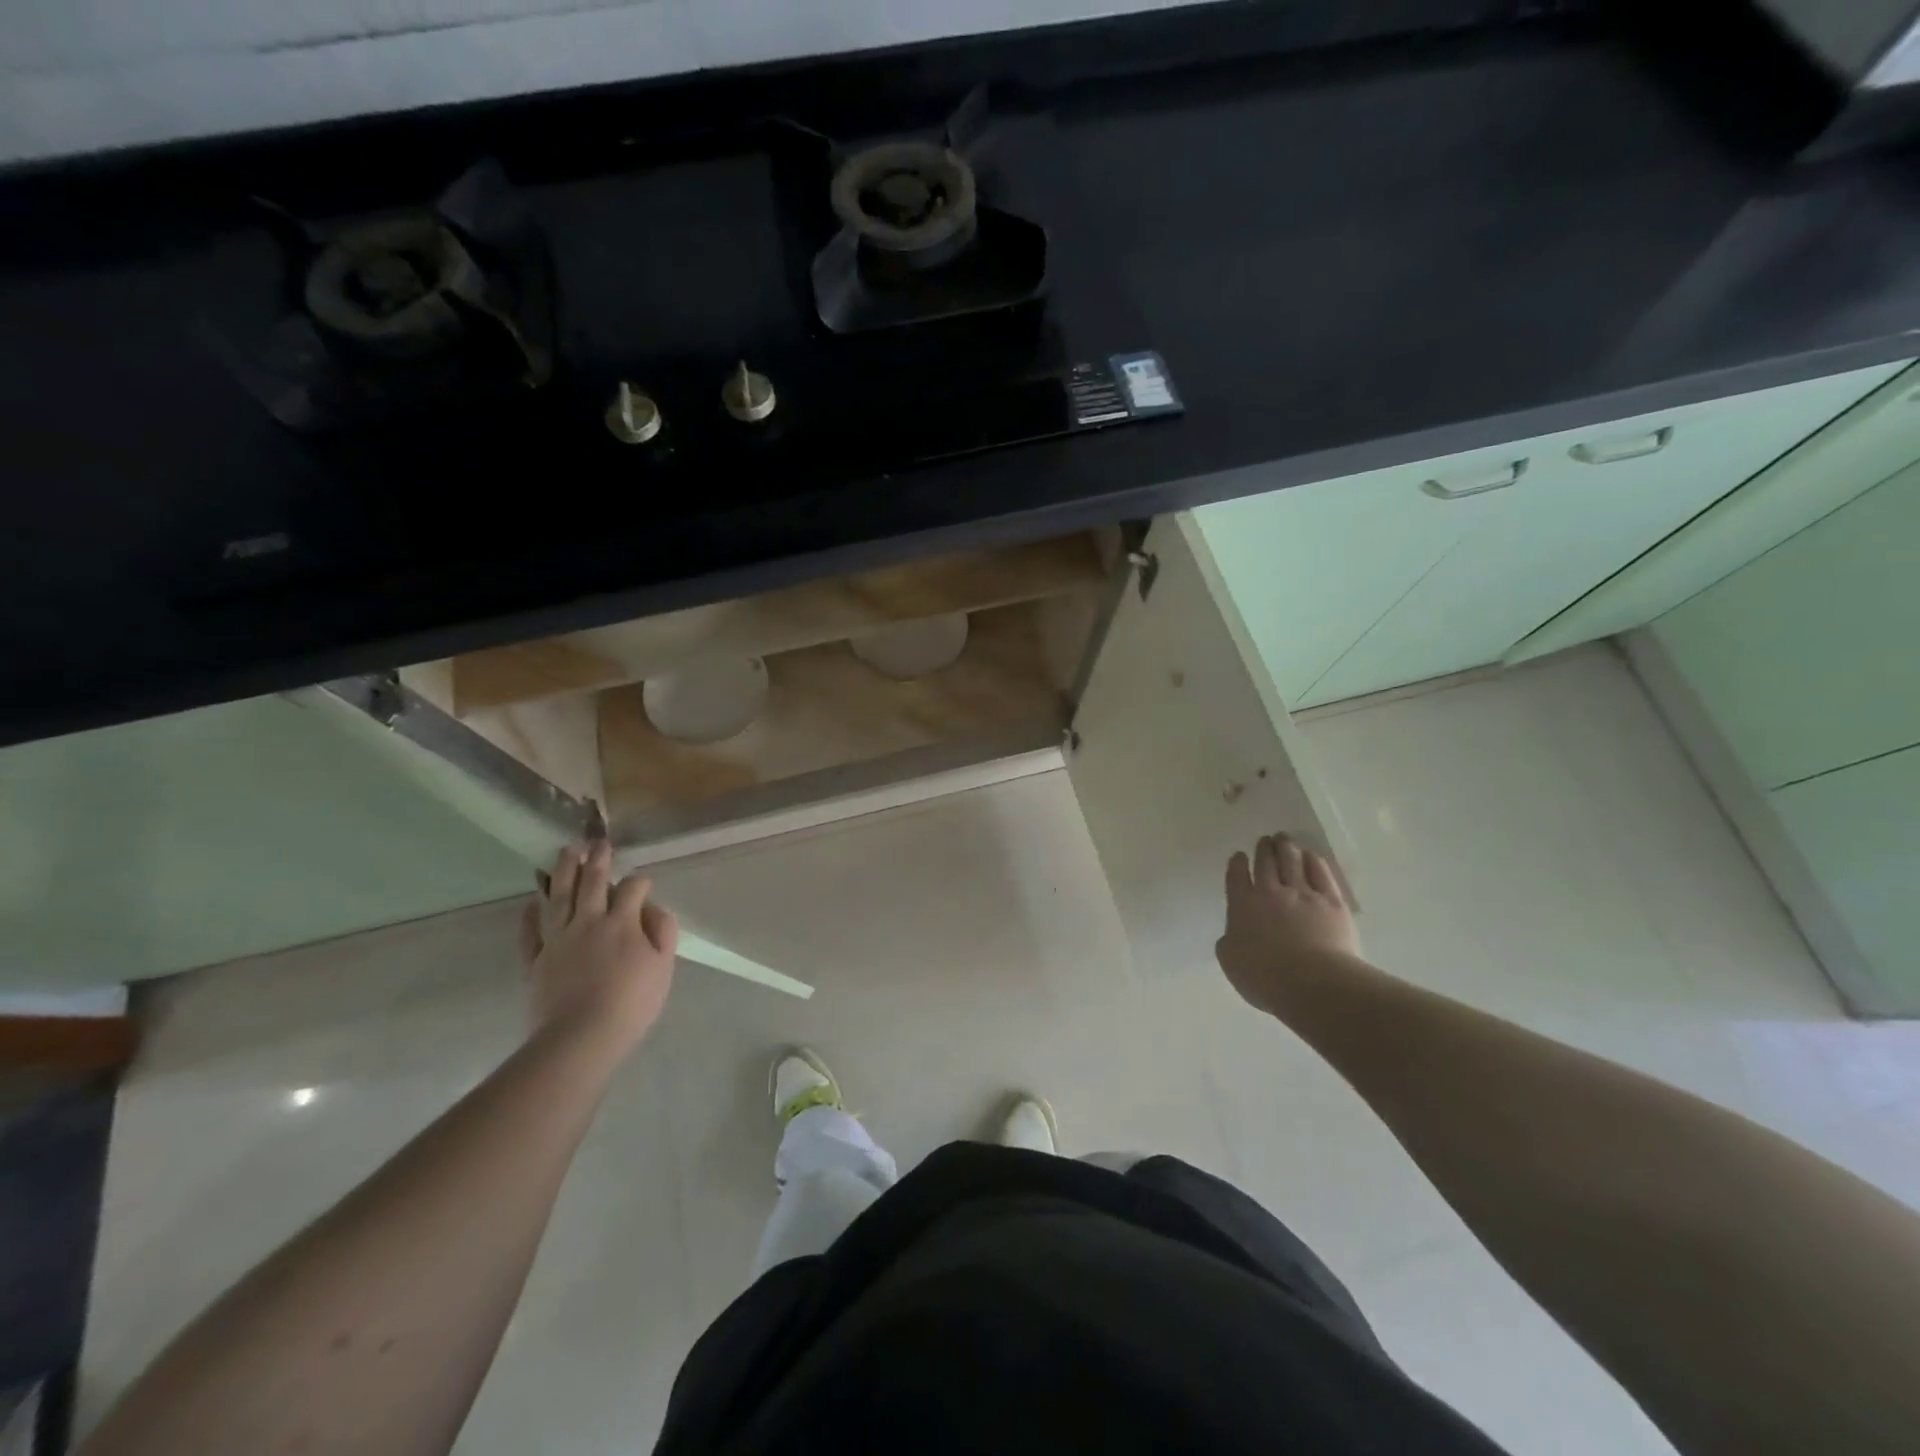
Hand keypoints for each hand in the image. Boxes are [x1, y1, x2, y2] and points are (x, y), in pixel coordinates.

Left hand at [518, 839, 677, 1057]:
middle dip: (597, 859)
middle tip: (597, 841)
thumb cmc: (631, 1002)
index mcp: (621, 922)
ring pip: (558, 897)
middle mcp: (587, 922)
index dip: (640, 881)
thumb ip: (661, 931)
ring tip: (565, 852)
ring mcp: (558, 940)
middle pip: (591, 882)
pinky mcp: (536, 960)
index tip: (644, 883)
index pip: (631, 889)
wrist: (580, 1037)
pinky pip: (531, 932)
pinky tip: (532, 901)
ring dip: (562, 872)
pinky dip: (531, 914)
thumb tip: (651, 908)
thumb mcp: (663, 966)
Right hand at [1216, 834, 1360, 1016]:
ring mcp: (1303, 894)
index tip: (1240, 856)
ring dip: (1286, 847)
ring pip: (1292, 861)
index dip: (1237, 864)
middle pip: (1266, 863)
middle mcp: (1271, 892)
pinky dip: (1314, 861)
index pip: (1237, 876)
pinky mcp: (1331, 902)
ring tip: (1284, 838)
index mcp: (1242, 906)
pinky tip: (1311, 855)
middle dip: (1264, 850)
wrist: (1314, 983)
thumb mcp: (1231, 964)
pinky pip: (1321, 874)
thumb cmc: (1266, 978)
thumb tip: (1232, 934)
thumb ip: (1228, 943)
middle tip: (1265, 840)